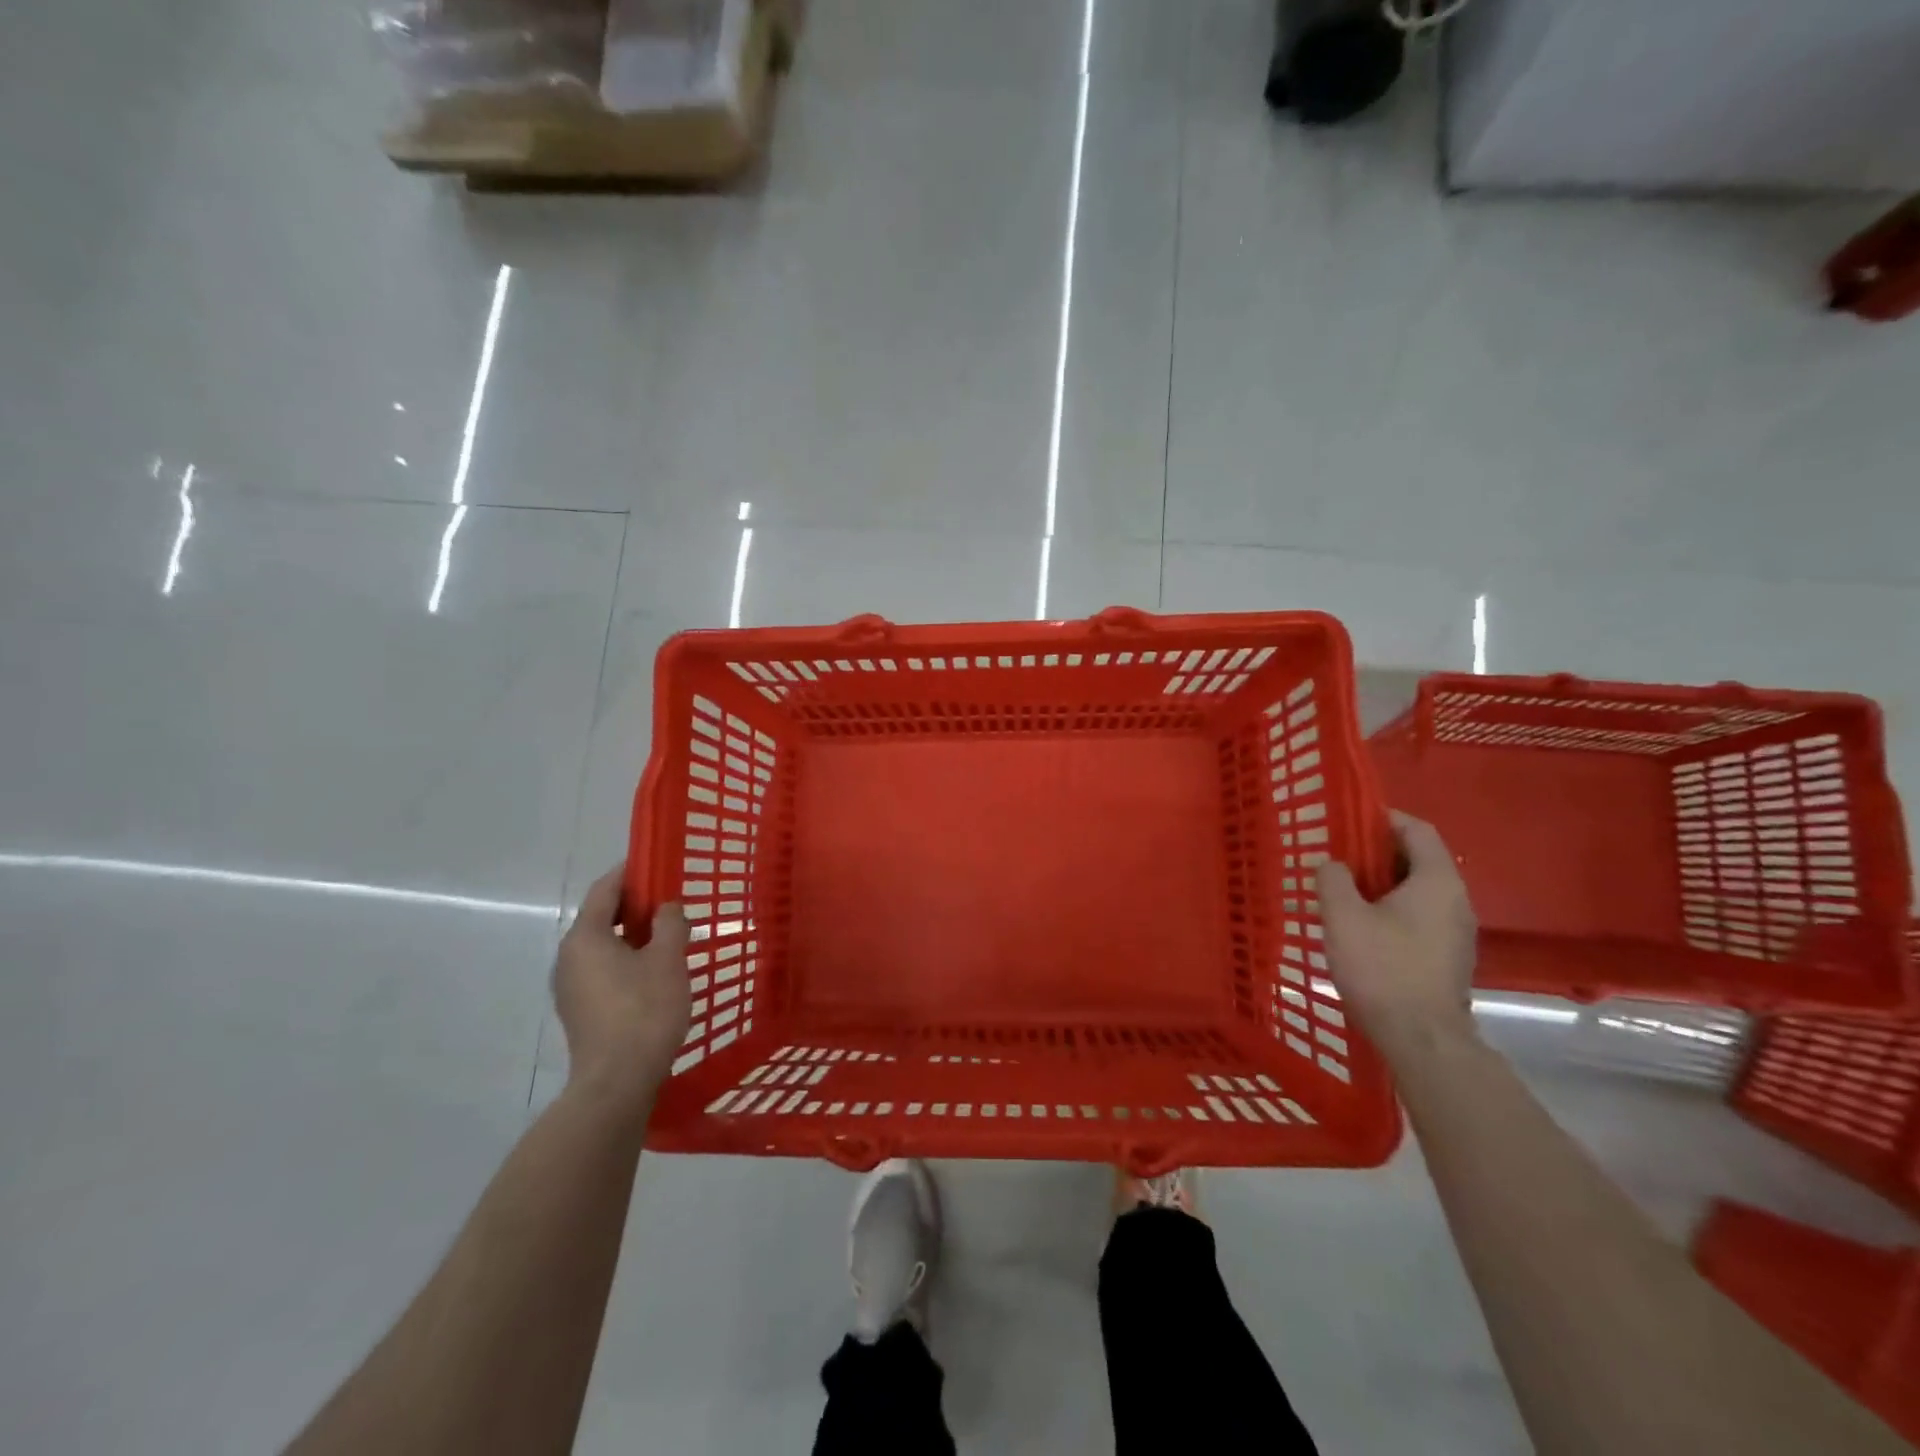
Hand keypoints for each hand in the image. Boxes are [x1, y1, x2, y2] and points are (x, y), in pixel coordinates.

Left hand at [552, 864, 689, 1109]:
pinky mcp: (579, 1010)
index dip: (630, 872)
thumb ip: (669, 924)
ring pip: (602, 946)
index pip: (605, 889)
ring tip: (667, 936)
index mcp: (585, 937)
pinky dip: (625, 959)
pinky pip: (602, 969)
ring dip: (631, 935)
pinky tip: (653, 971)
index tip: (655, 863)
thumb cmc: (644, 1011)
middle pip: (601, 917)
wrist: (618, 1082)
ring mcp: (569, 986)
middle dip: (634, 905)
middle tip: (670, 901)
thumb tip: (666, 908)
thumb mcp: (668, 960)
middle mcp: (568, 957)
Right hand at [1315, 811, 1477, 1053]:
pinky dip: (1393, 910)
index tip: (1349, 821)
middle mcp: (1456, 900)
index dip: (1383, 819)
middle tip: (1338, 858)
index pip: (1417, 830)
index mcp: (1437, 881)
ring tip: (1344, 893)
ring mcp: (1457, 933)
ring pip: (1418, 891)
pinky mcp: (1449, 958)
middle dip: (1377, 854)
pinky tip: (1363, 929)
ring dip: (1383, 885)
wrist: (1422, 1040)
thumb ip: (1333, 879)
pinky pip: (1420, 918)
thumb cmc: (1382, 968)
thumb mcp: (1342, 916)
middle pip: (1419, 860)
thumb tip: (1333, 865)